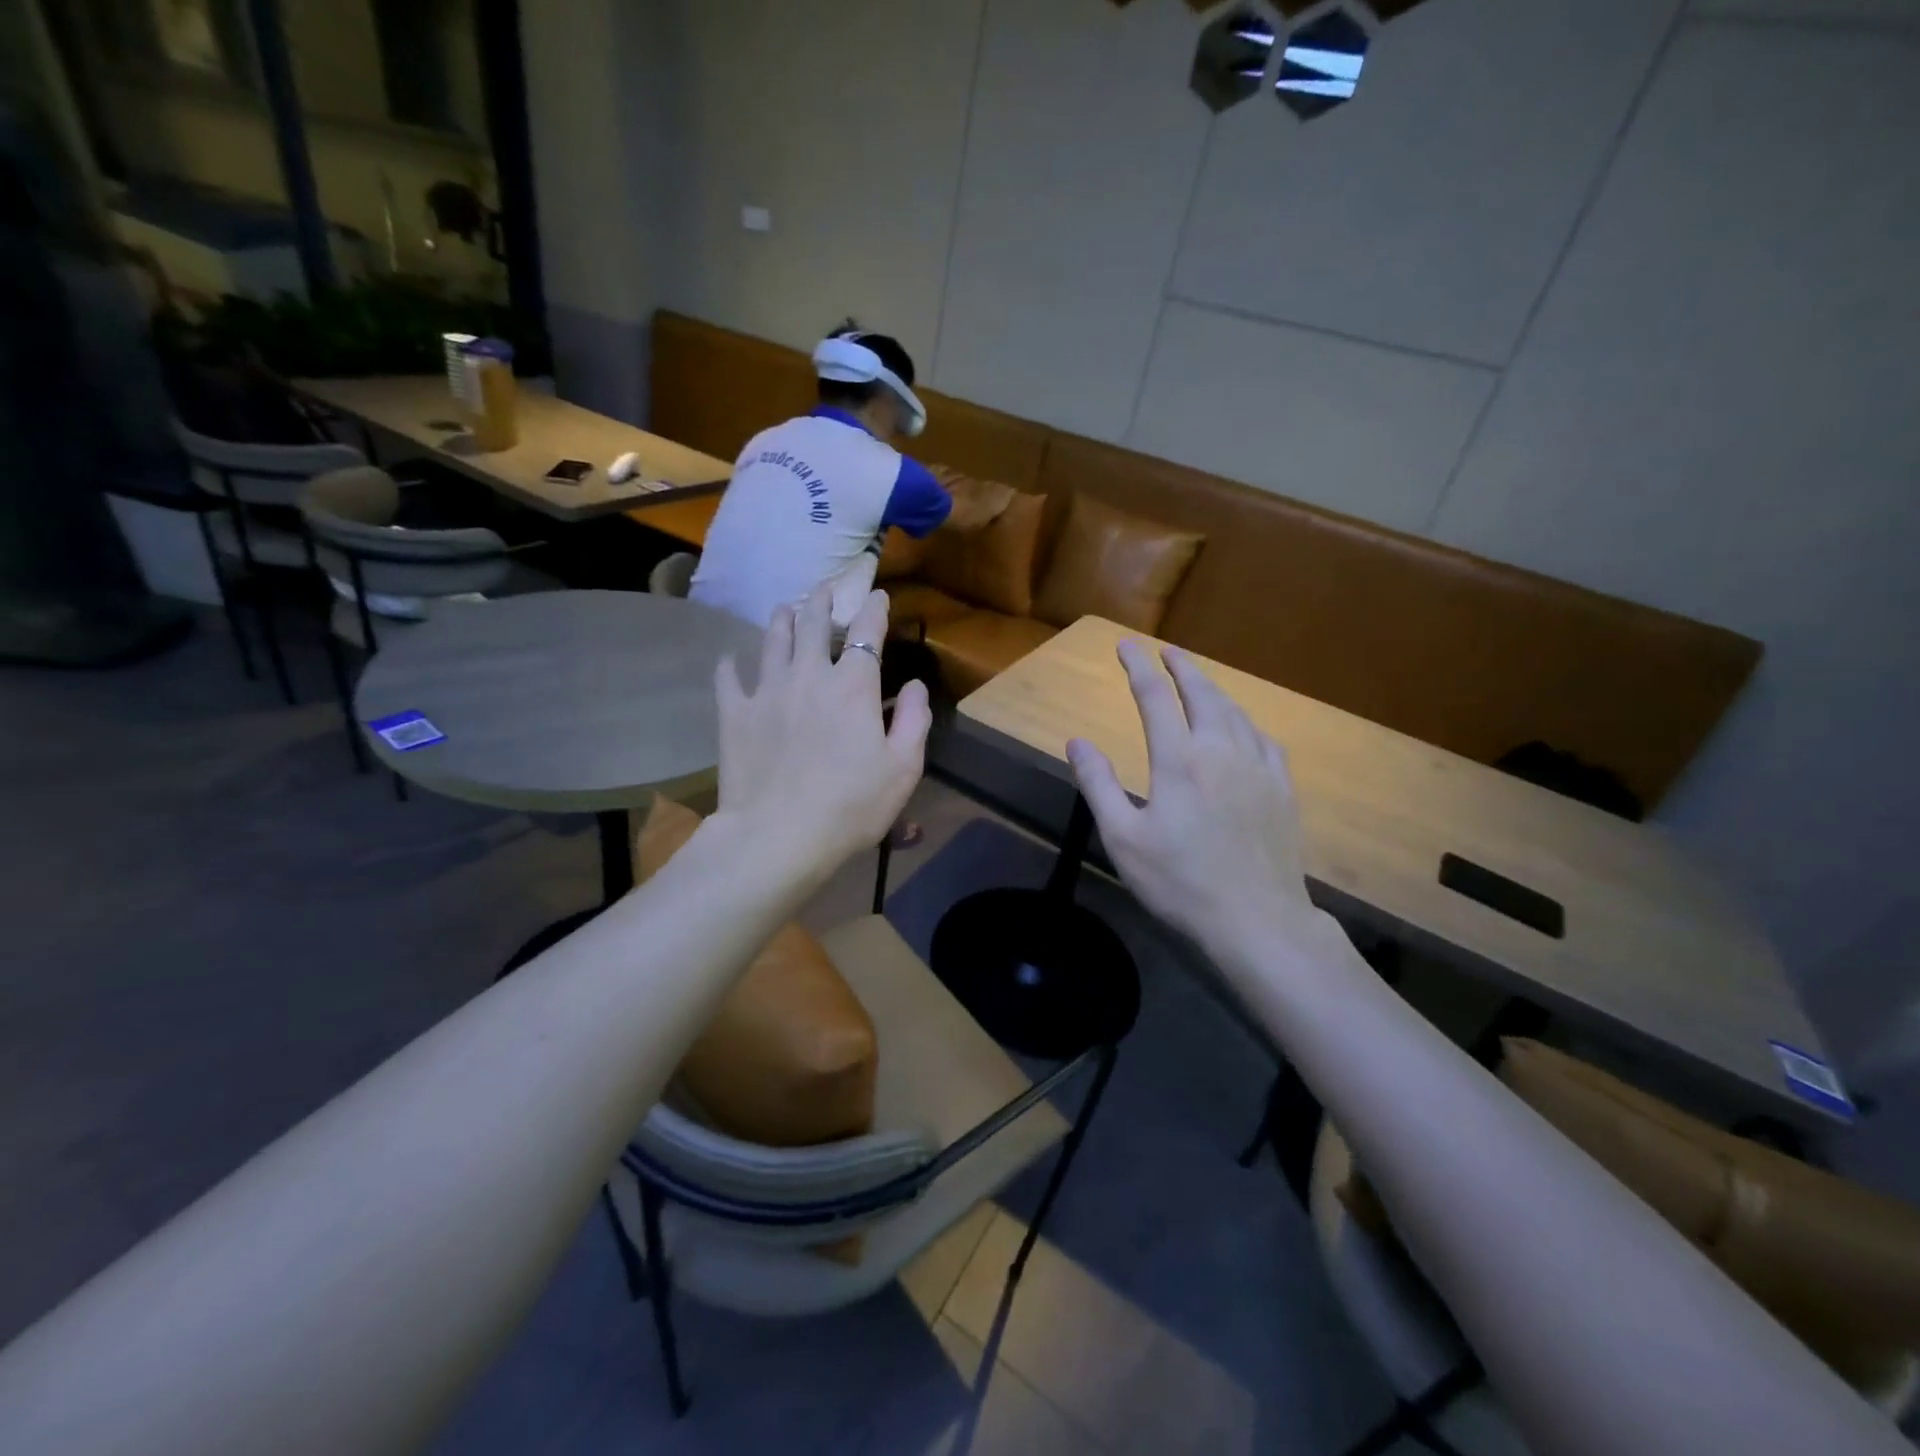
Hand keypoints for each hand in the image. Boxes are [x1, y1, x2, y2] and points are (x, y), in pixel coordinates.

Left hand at [713, 584, 930, 888]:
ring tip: (785, 608)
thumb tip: (914, 684)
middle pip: (814, 624)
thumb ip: (914, 719)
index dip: (874, 609)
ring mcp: (766, 691)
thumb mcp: (904, 767)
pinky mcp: (734, 714)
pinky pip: (728, 678)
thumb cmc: (852, 805)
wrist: (779, 835)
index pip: (867, 632)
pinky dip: (730, 664)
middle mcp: (809, 675)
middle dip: (822, 601)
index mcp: (853, 686)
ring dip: (782, 619)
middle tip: (825, 588)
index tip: (877, 595)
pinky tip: (730, 658)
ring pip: (772, 640)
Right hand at [1067, 641, 1320, 963]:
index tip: (1125, 645)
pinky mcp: (1281, 788)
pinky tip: (1242, 728)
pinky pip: (1264, 739)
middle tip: (1165, 651)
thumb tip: (1077, 741)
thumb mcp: (1123, 838)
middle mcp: (1221, 750)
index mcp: (1179, 759)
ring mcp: (1258, 767)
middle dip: (1181, 667)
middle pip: (1201, 693)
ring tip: (1198, 681)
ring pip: (1235, 712)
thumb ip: (1099, 784)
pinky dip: (1245, 721)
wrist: (1257, 920)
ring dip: (1212, 689)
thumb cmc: (1180, 882)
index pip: (1154, 697)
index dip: (1138, 667)